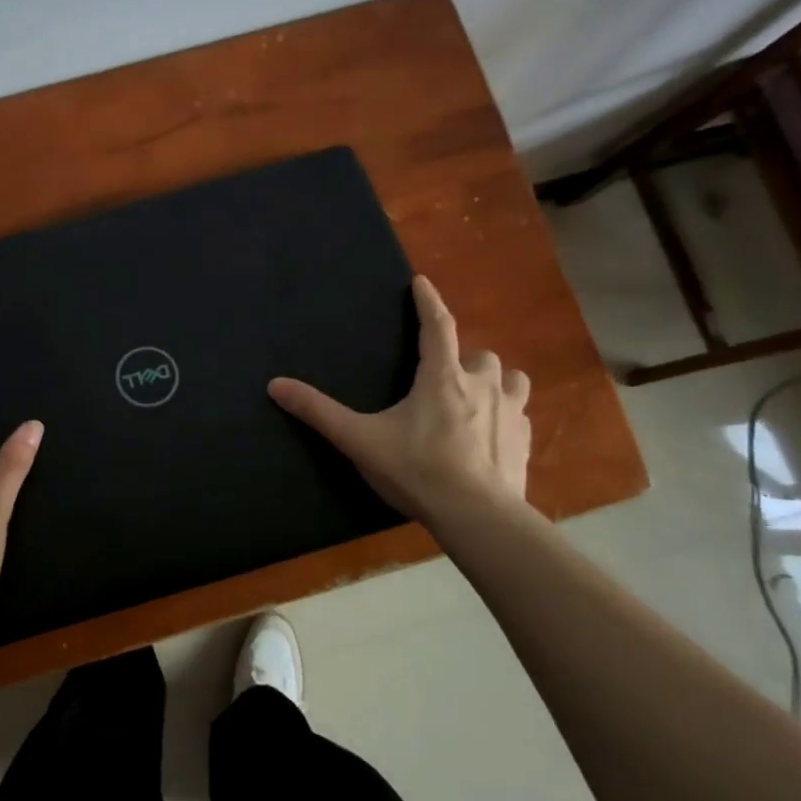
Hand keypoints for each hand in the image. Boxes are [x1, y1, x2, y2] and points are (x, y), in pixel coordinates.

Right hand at [268, 275, 529, 519]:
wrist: (478, 517)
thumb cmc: (417, 470)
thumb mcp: (360, 440)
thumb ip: (319, 412)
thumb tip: (276, 385)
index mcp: (442, 378)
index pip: (437, 326)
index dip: (428, 302)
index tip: (421, 283)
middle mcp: (482, 386)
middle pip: (480, 355)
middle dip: (464, 359)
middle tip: (444, 375)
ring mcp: (511, 414)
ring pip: (510, 380)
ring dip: (494, 382)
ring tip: (476, 398)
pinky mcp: (525, 443)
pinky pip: (520, 416)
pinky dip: (507, 417)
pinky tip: (492, 436)